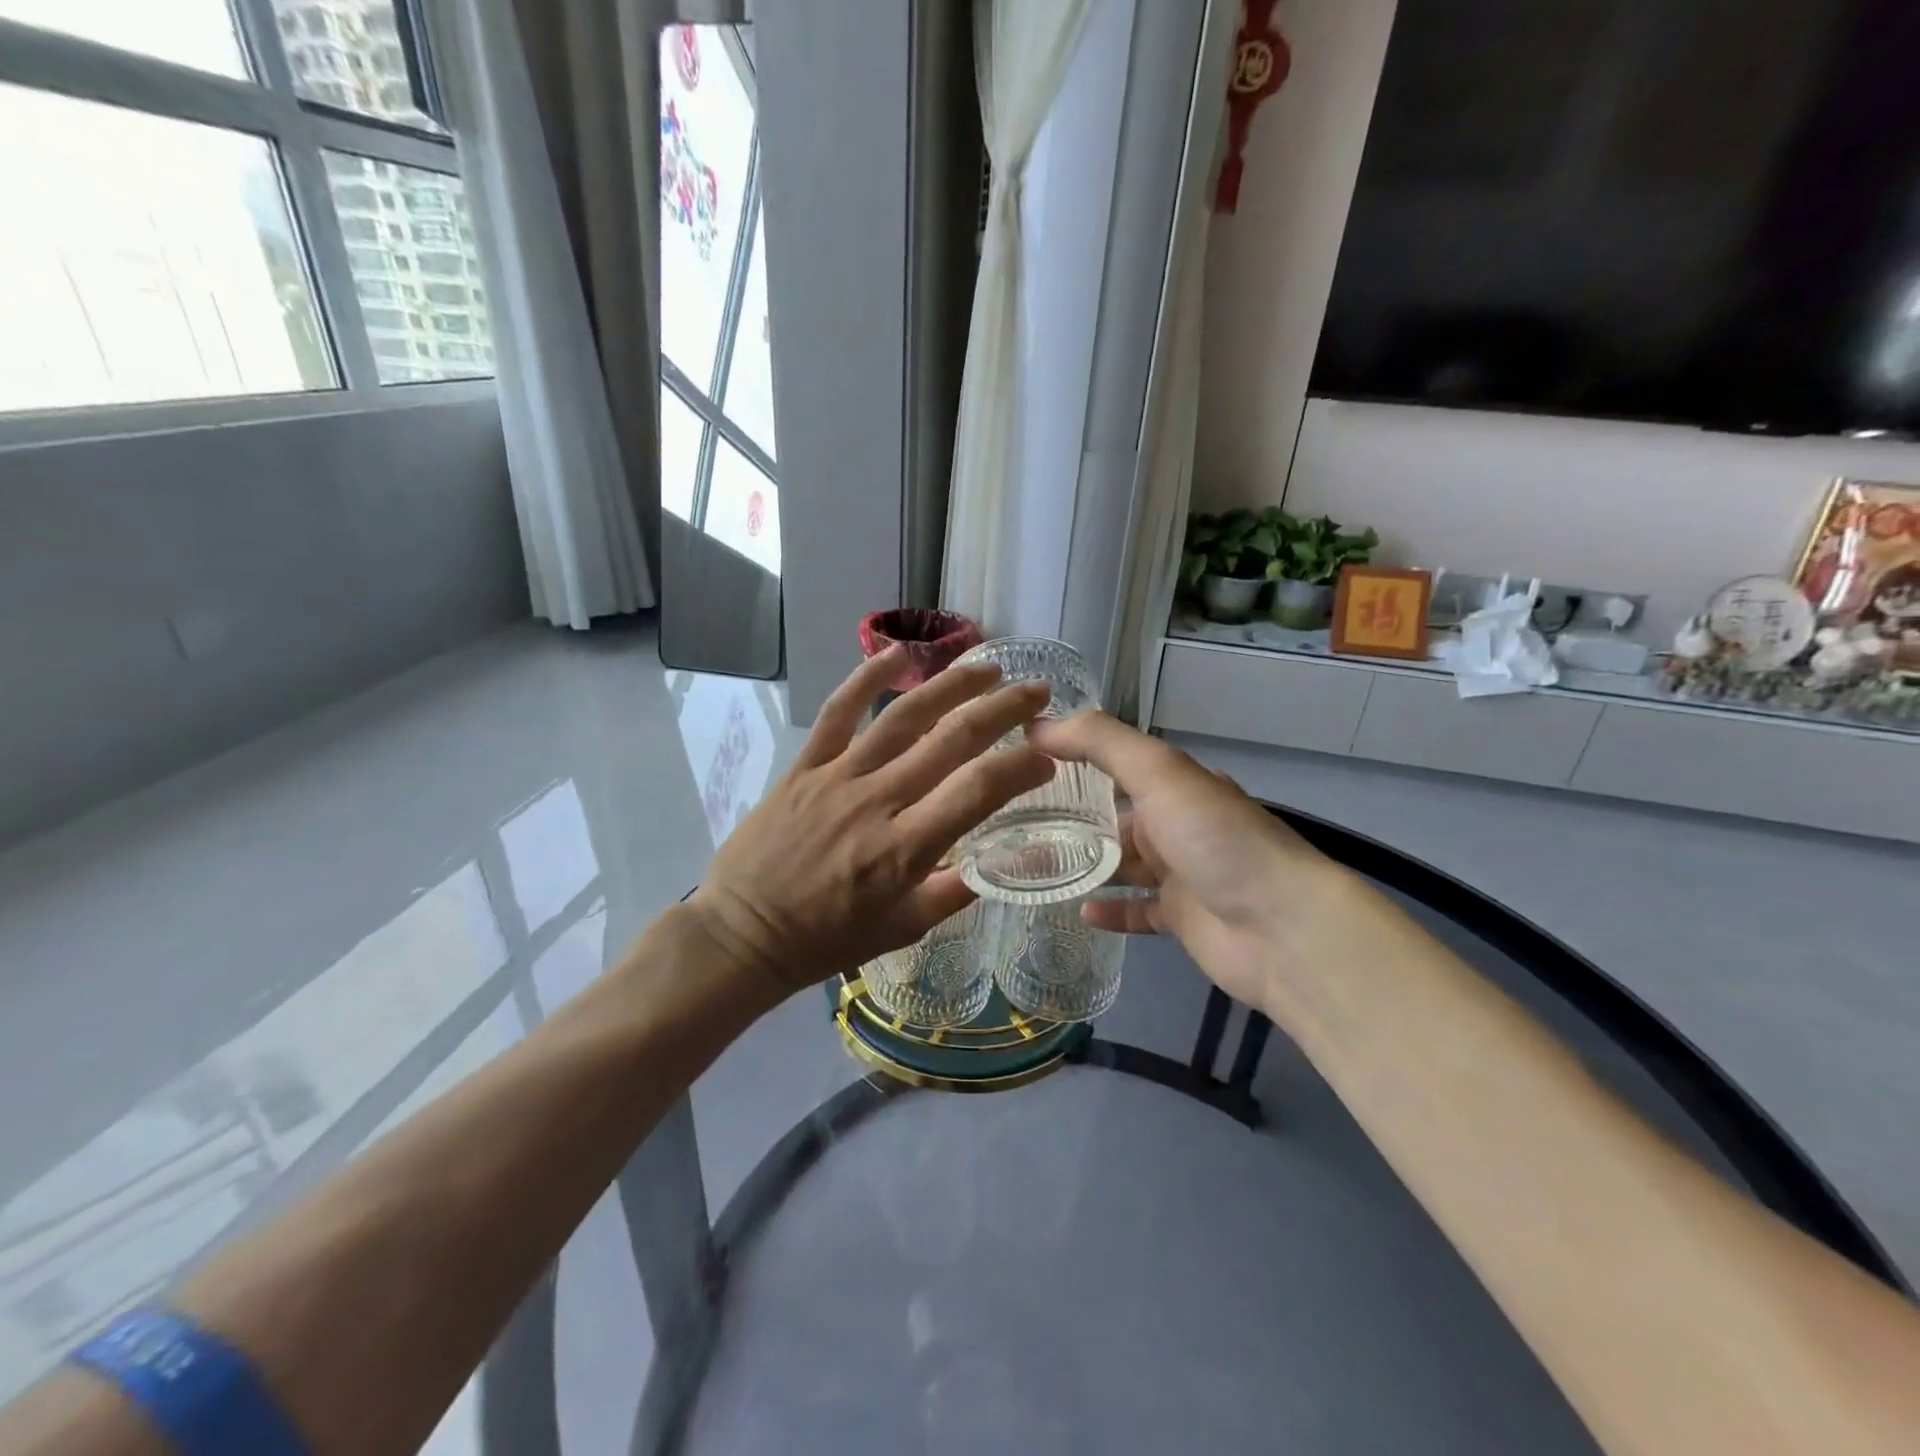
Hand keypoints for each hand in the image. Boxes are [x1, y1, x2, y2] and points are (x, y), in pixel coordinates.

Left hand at [687, 646, 1055, 997]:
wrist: (743, 933)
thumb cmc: (827, 939)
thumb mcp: (903, 929)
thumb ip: (955, 891)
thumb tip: (999, 860)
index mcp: (906, 849)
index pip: (978, 790)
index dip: (1020, 767)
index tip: (1046, 757)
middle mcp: (878, 801)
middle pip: (951, 739)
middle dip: (1003, 709)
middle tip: (1036, 691)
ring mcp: (839, 776)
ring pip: (903, 716)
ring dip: (951, 685)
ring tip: (987, 668)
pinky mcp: (806, 765)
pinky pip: (838, 712)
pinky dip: (867, 677)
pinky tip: (898, 654)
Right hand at [1028, 712, 1353, 1016]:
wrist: (1280, 927)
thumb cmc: (1215, 839)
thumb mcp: (1158, 773)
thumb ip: (1100, 742)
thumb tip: (1037, 725)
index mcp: (1176, 785)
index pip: (1117, 764)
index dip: (1074, 760)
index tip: (1022, 765)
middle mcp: (1178, 824)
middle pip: (1114, 817)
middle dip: (1070, 818)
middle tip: (1013, 824)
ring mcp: (1181, 874)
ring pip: (1120, 864)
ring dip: (1082, 864)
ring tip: (1031, 865)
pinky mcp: (1181, 919)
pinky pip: (1136, 910)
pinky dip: (1109, 909)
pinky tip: (1077, 910)